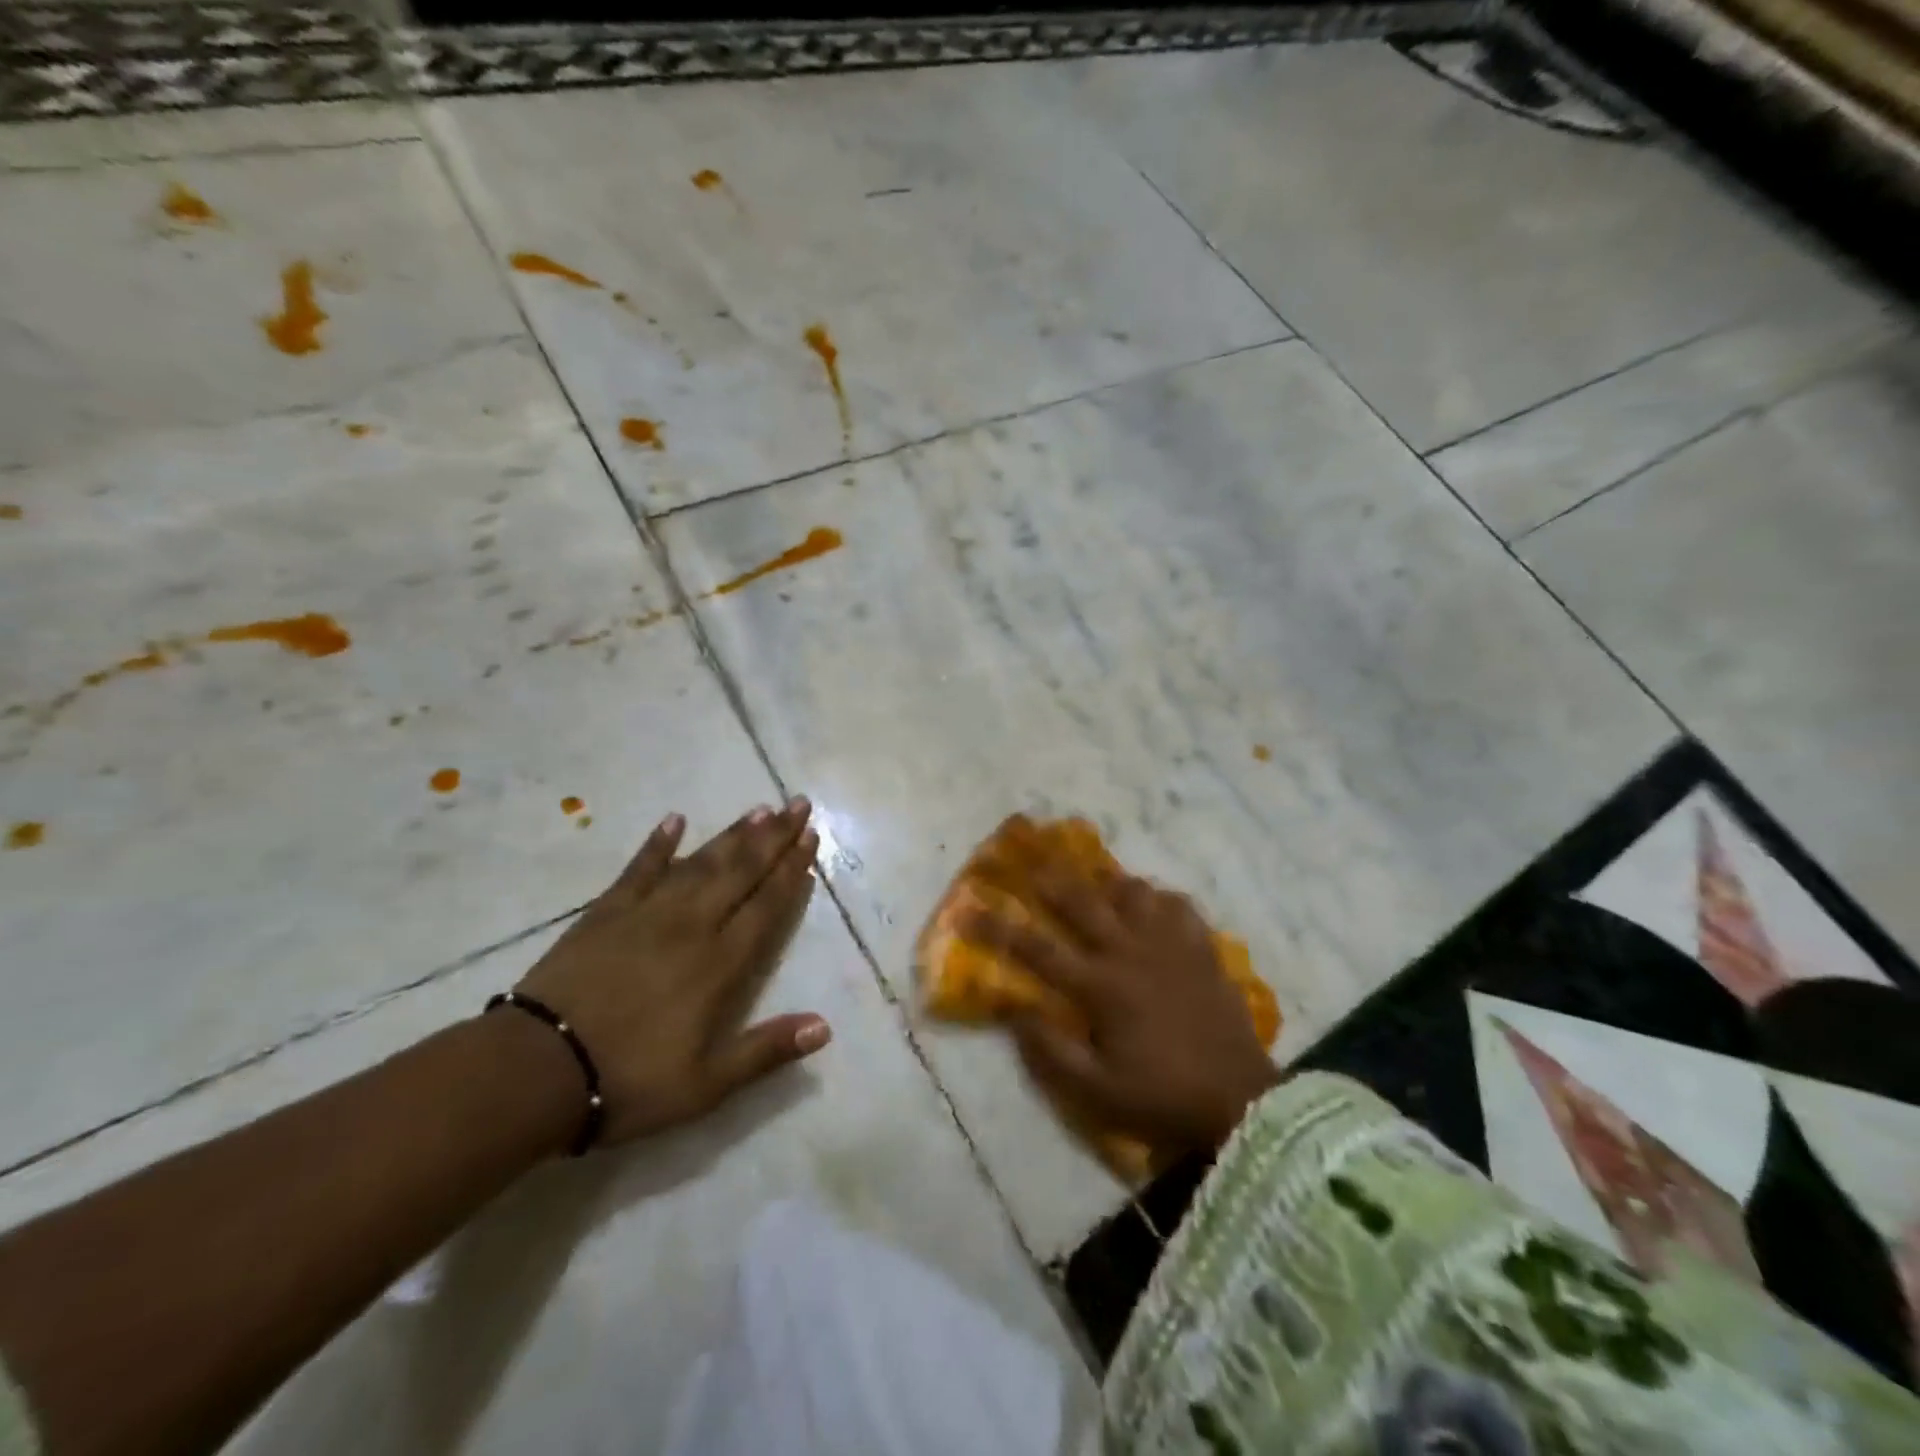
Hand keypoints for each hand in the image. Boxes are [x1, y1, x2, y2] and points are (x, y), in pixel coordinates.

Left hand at [513, 799, 830, 1146]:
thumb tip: (825, 1027)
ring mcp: (647, 914)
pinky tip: (674, 821)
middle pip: (741, 872)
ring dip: (732, 835)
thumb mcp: (706, 1085)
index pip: (766, 905)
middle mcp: (692, 926)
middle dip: (774, 837)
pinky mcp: (606, 912)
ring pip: (700, 863)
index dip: (792, 870)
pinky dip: (658, 844)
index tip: (811, 838)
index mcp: (720, 963)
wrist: (536, 1069)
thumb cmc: (629, 1081)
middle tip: (798, 804)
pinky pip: (639, 869)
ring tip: (760, 809)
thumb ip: (766, 1050)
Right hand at [962, 871, 1279, 1153]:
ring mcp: (1170, 946)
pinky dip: (1161, 901)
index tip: (969, 908)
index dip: (998, 928)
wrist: (1242, 1103)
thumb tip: (1014, 1010)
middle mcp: (1131, 953)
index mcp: (1101, 986)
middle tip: (1029, 859)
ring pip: (1134, 893)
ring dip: (1110, 885)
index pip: (1037, 950)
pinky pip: (1179, 907)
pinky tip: (1154, 907)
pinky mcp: (1202, 950)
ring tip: (1098, 883)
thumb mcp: (1097, 1092)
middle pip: (1083, 903)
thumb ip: (1050, 1051)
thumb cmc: (1162, 1099)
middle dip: (1051, 880)